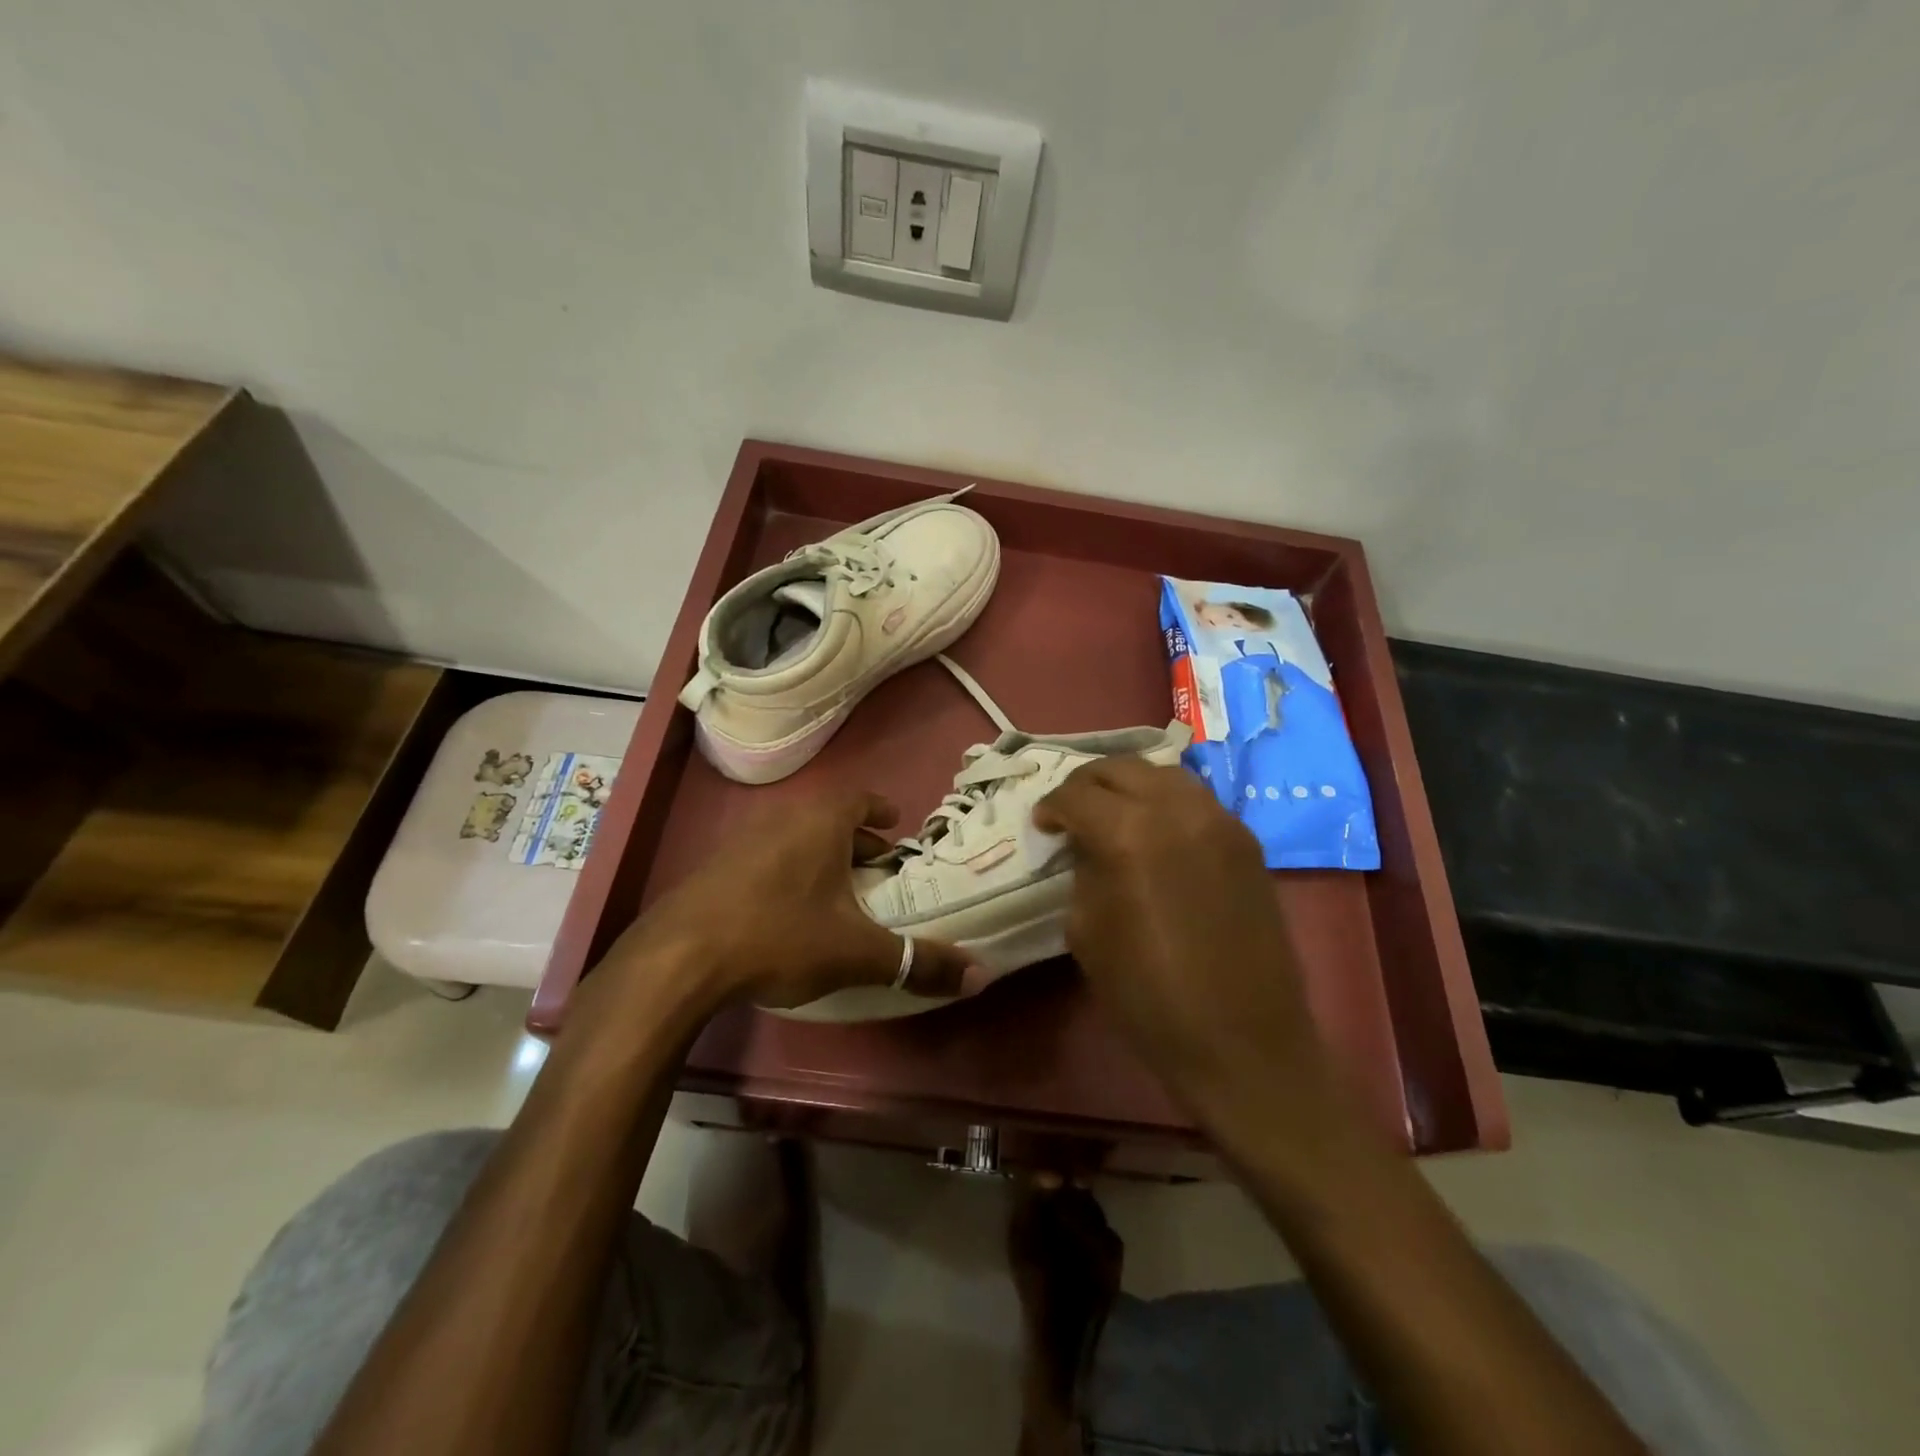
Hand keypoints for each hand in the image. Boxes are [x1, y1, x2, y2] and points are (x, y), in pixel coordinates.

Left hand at [599, 790, 969, 1015]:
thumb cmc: (779, 935)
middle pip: (829, 820)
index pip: (859, 798)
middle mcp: (782, 819)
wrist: (679, 958)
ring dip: (820, 858)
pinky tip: (788, 911)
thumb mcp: (856, 952)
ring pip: (795, 840)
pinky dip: (788, 874)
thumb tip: (979, 976)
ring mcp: (742, 841)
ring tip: (838, 891)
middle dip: (856, 841)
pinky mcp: (715, 869)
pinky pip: (766, 859)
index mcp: (820, 822)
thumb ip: (917, 961)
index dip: (880, 810)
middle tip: (877, 868)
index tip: (895, 824)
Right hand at [1032, 758, 1329, 1137]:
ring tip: (1113, 812)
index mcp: (1130, 834)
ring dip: (1129, 785)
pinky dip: (1166, 801)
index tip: (1043, 826)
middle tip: (1071, 811)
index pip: (1077, 795)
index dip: (1052, 807)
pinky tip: (1156, 830)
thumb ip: (1084, 874)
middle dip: (1087, 784)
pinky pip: (1197, 800)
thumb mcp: (1088, 933)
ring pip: (1164, 774)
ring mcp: (1220, 821)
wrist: (1243, 1043)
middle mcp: (1178, 811)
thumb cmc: (1150, 997)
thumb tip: (1087, 847)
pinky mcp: (1247, 841)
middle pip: (1121, 768)